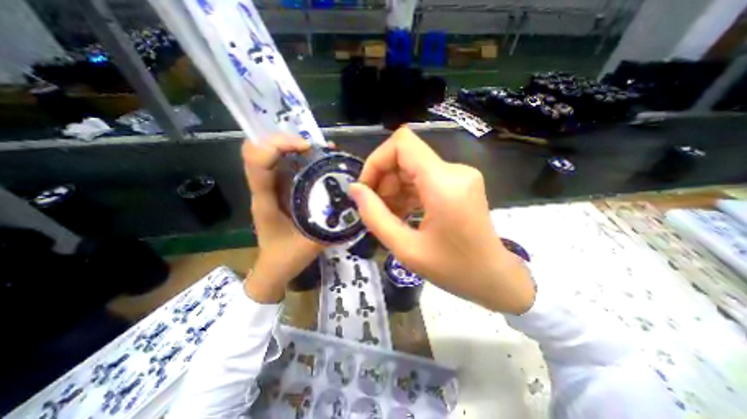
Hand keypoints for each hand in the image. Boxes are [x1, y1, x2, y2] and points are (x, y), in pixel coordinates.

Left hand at [243, 136, 323, 302]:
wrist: (273, 270)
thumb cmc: (287, 258)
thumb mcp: (312, 243)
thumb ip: (331, 224)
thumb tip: (352, 203)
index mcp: (266, 201)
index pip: (256, 160)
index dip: (277, 144)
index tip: (306, 147)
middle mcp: (264, 190)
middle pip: (259, 149)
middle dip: (285, 139)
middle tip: (314, 146)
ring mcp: (269, 189)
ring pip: (270, 155)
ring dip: (291, 146)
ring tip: (319, 150)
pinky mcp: (277, 192)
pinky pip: (282, 166)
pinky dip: (296, 157)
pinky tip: (317, 161)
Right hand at [347, 128, 534, 314]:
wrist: (493, 278)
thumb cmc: (452, 270)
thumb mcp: (405, 248)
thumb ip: (375, 216)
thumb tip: (354, 189)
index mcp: (443, 183)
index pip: (402, 143)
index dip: (377, 160)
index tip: (366, 188)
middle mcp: (454, 170)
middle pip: (405, 156)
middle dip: (383, 179)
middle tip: (376, 209)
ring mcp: (458, 175)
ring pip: (412, 167)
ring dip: (394, 188)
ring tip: (388, 215)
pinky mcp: (459, 183)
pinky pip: (423, 178)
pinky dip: (407, 192)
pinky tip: (402, 213)